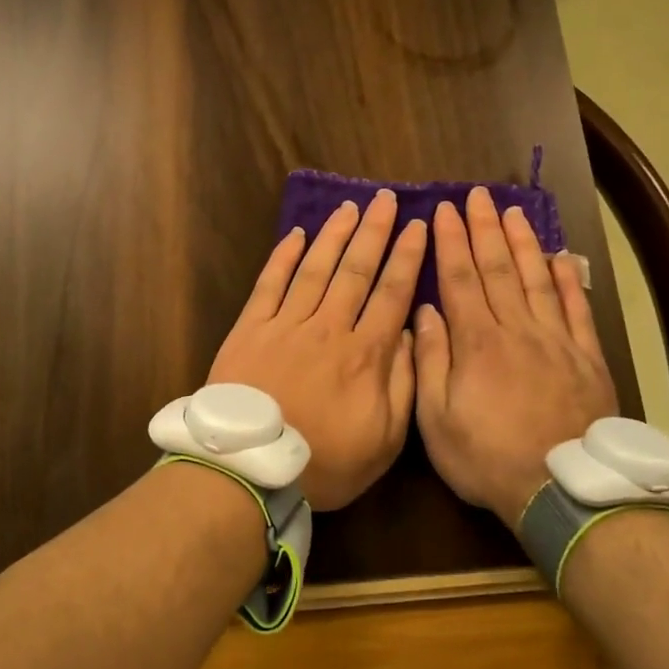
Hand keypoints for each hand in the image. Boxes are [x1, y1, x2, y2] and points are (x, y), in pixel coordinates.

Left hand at [208, 190, 427, 510]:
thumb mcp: (384, 440)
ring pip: (316, 268)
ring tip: (350, 207)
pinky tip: (295, 234)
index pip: (392, 293)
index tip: (418, 226)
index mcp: (365, 354)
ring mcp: (287, 324)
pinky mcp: (251, 329)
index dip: (407, 257)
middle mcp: (329, 327)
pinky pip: (269, 284)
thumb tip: (409, 335)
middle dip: (375, 232)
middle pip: (356, 270)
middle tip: (386, 199)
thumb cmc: (324, 461)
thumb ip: (403, 385)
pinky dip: (283, 257)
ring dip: (334, 234)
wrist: (251, 469)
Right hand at [413, 186, 616, 527]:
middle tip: (477, 195)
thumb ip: (430, 361)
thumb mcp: (437, 420)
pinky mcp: (586, 356)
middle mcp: (516, 328)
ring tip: (513, 212)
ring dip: (522, 242)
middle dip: (484, 228)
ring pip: (536, 278)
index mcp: (477, 342)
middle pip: (497, 268)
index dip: (451, 241)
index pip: (460, 278)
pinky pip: (577, 308)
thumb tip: (425, 312)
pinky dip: (569, 280)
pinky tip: (561, 258)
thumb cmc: (488, 457)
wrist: (562, 489)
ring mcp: (556, 340)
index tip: (444, 210)